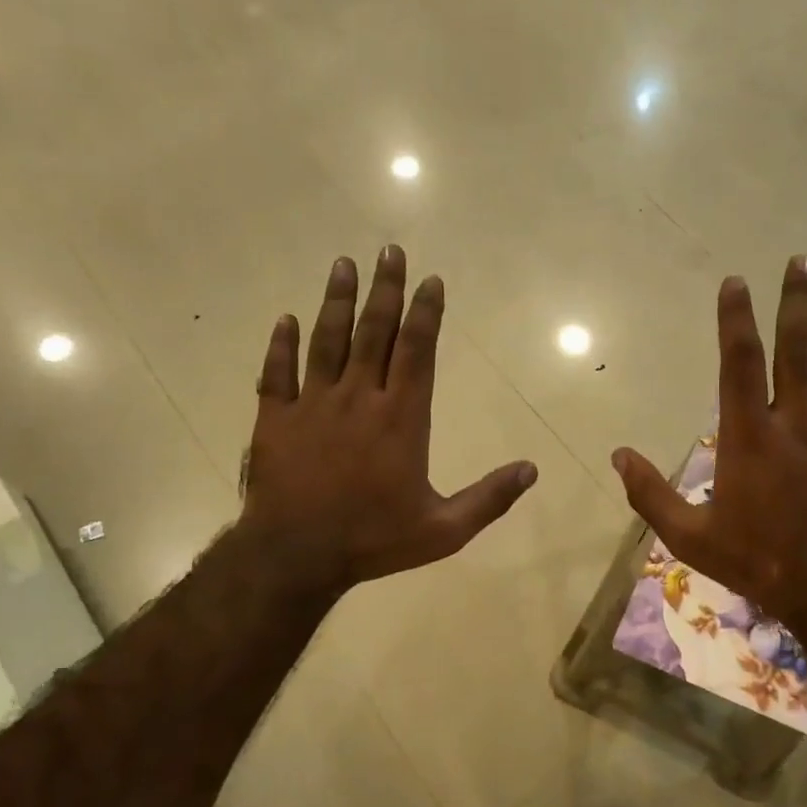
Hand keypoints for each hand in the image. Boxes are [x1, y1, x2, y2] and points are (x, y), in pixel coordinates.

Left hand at [238, 246, 537, 598]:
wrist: (297, 556)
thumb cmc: (374, 541)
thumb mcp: (445, 530)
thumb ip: (489, 498)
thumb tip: (531, 469)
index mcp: (401, 419)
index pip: (418, 351)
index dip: (426, 312)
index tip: (431, 280)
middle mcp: (358, 399)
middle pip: (374, 332)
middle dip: (385, 290)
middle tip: (389, 251)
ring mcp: (312, 405)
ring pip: (326, 341)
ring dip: (336, 301)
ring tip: (343, 265)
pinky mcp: (274, 420)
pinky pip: (276, 373)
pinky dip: (281, 345)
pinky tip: (286, 319)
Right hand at [610, 258, 806, 636]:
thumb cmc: (755, 560)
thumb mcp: (688, 537)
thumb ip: (650, 494)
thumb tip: (617, 455)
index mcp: (749, 436)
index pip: (740, 362)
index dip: (736, 318)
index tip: (736, 282)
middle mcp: (797, 423)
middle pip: (799, 348)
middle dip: (798, 300)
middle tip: (802, 261)